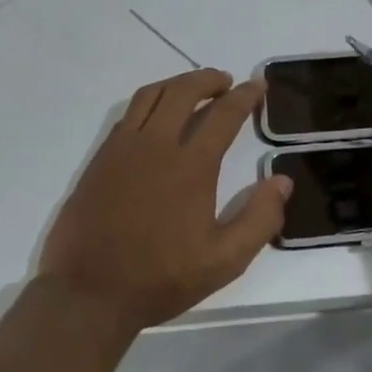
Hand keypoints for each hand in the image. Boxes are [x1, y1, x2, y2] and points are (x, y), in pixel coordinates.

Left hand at [39, 69, 290, 333]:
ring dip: (177, 84)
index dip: (245, 96)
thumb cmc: (161, 278)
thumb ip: (260, 219)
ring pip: (151, 95)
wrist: (89, 293)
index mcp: (190, 166)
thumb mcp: (225, 261)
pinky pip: (128, 114)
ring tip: (194, 90)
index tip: (258, 86)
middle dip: (209, 79)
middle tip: (227, 82)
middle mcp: (155, 145)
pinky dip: (150, 102)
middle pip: (183, 91)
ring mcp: (122, 149)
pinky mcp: (100, 159)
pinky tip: (158, 118)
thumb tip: (282, 180)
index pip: (223, 114)